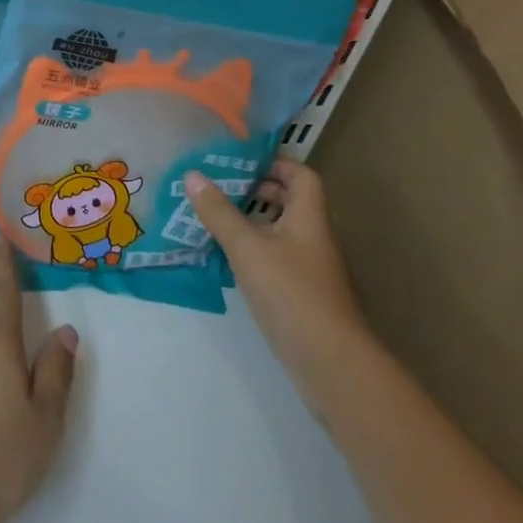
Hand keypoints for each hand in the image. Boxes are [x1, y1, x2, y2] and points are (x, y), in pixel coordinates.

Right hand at [185, 159, 370, 393]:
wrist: (330, 362)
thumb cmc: (291, 292)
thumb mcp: (246, 246)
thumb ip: (218, 211)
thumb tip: (192, 175)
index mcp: (308, 217)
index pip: (300, 175)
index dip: (273, 162)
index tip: (239, 160)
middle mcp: (313, 237)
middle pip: (289, 201)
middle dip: (255, 190)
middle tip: (219, 186)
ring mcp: (309, 267)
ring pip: (279, 231)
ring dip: (249, 221)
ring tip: (212, 217)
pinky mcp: (301, 293)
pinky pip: (274, 257)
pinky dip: (251, 250)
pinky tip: (223, 257)